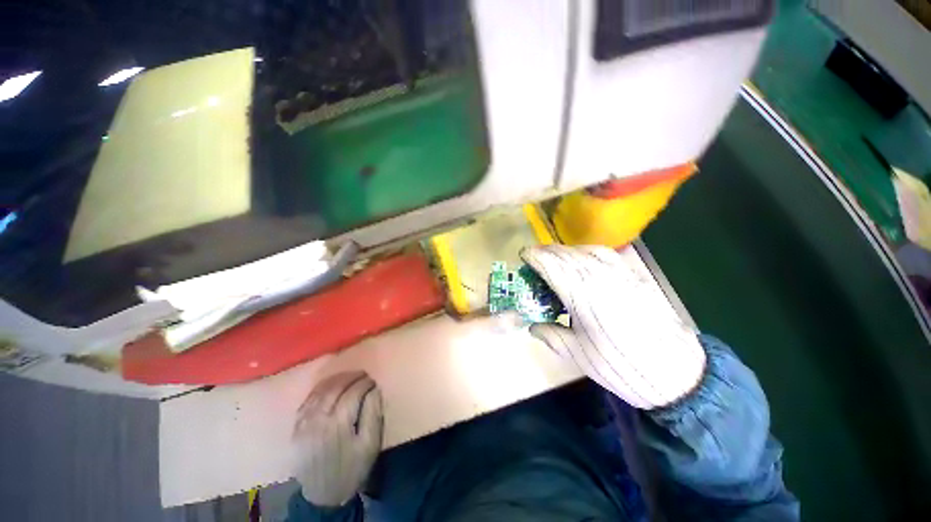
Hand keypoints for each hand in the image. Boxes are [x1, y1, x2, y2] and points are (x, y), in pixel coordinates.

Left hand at [292, 371, 383, 506]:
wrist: (323, 495)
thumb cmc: (352, 468)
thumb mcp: (370, 444)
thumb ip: (373, 414)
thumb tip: (374, 390)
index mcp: (338, 425)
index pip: (353, 393)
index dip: (365, 383)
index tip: (373, 380)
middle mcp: (318, 420)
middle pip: (335, 388)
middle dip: (351, 377)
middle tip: (363, 374)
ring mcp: (304, 423)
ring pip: (320, 391)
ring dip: (336, 379)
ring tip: (349, 376)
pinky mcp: (297, 427)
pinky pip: (308, 400)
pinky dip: (320, 389)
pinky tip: (330, 386)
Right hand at [521, 245, 705, 409]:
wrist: (678, 373)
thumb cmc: (621, 365)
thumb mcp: (578, 355)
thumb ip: (551, 335)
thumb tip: (532, 326)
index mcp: (581, 294)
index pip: (551, 263)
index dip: (533, 256)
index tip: (522, 256)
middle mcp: (599, 276)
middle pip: (566, 253)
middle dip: (546, 252)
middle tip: (534, 260)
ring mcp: (620, 273)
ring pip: (585, 250)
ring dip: (566, 252)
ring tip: (555, 261)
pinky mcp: (634, 276)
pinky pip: (605, 254)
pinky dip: (587, 253)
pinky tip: (584, 263)